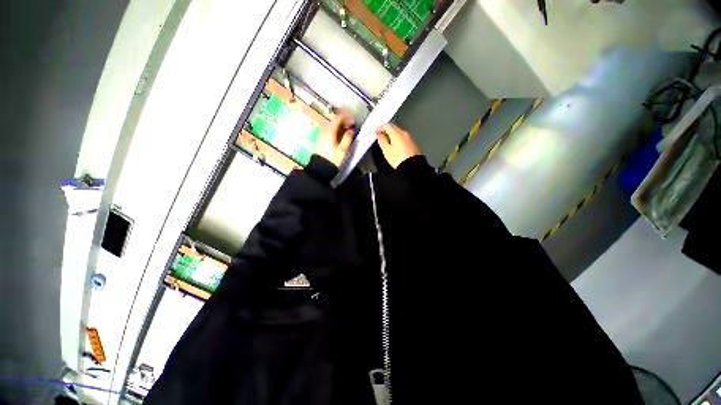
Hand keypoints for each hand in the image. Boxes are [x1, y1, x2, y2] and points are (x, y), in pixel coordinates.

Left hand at [316, 113, 354, 167]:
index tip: (353, 122)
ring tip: (346, 132)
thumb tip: (351, 130)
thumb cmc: (333, 158)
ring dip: (339, 126)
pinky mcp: (321, 139)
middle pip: (333, 121)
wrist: (321, 167)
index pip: (338, 118)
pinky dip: (335, 130)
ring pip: (331, 126)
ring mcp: (321, 134)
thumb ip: (348, 138)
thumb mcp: (343, 149)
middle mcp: (324, 130)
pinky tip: (339, 136)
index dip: (346, 118)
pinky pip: (328, 131)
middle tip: (350, 126)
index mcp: (330, 131)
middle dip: (343, 122)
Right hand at [375, 122, 420, 167]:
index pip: (387, 125)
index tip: (376, 131)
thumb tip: (379, 136)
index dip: (380, 127)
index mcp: (396, 133)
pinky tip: (395, 146)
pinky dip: (397, 140)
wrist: (412, 167)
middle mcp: (404, 133)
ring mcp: (409, 139)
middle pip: (393, 128)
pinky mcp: (412, 144)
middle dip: (386, 130)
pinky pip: (403, 139)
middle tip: (380, 135)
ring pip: (398, 133)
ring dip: (392, 135)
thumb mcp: (386, 150)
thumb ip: (381, 140)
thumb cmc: (399, 159)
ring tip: (387, 142)